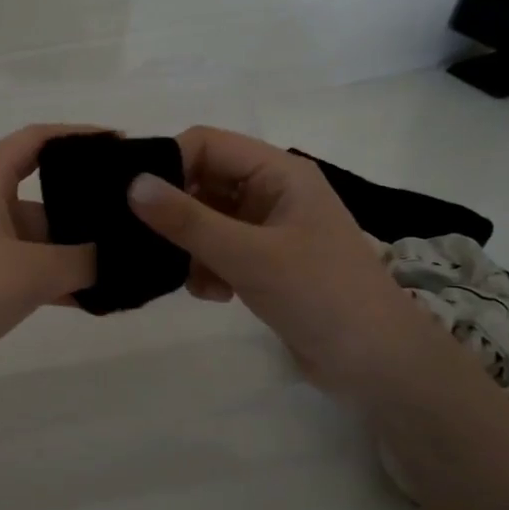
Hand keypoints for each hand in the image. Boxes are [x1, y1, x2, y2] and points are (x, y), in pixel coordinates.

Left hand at [0, 124, 97, 406]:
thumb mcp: (31, 271)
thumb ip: (81, 260)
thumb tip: (112, 258)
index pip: (35, 140)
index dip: (77, 136)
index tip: (119, 145)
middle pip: (41, 193)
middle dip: (84, 204)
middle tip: (133, 217)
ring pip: (35, 238)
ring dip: (73, 251)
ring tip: (124, 262)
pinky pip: (24, 271)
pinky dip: (54, 280)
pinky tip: (91, 298)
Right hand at [125, 127, 422, 394]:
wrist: (376, 365)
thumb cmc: (319, 295)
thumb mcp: (248, 255)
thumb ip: (188, 220)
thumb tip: (132, 184)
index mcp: (279, 172)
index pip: (207, 144)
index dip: (168, 163)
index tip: (132, 200)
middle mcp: (272, 192)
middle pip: (204, 182)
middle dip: (175, 212)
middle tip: (141, 241)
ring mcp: (269, 229)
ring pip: (206, 220)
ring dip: (189, 246)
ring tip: (185, 276)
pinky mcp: (265, 263)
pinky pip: (218, 250)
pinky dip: (206, 268)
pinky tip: (211, 294)